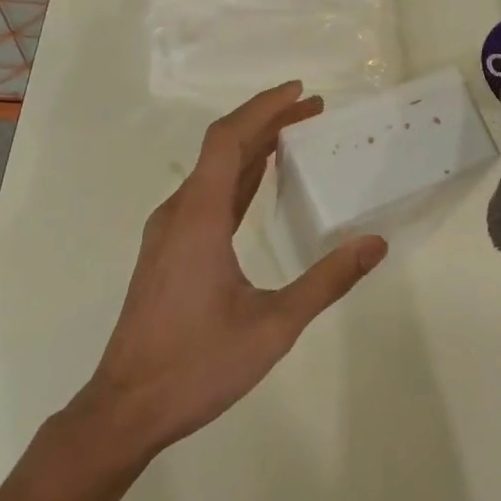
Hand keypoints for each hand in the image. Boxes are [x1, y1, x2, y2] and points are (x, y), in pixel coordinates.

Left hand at [78, 82, 386, 460]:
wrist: (125, 408)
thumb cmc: (197, 365)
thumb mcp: (273, 326)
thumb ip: (325, 282)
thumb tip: (374, 244)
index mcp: (199, 217)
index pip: (228, 139)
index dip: (263, 108)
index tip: (299, 92)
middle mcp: (180, 212)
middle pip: (222, 147)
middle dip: (266, 121)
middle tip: (312, 109)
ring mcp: (169, 231)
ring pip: (213, 170)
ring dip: (252, 146)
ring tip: (294, 135)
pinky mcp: (168, 250)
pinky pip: (206, 195)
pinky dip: (237, 175)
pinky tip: (257, 179)